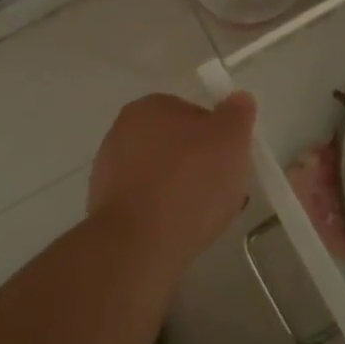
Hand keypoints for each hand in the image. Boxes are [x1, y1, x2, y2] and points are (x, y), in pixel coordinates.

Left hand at [88, 92, 255, 266]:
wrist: (138, 244)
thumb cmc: (189, 180)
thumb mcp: (230, 139)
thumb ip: (237, 114)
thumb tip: (239, 99)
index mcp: (148, 107)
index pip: (192, 112)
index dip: (217, 136)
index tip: (231, 160)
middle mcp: (122, 132)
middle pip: (176, 146)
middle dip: (201, 165)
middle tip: (224, 189)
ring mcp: (109, 172)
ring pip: (162, 177)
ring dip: (184, 191)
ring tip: (207, 217)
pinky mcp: (106, 209)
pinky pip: (147, 204)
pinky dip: (164, 214)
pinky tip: (181, 232)